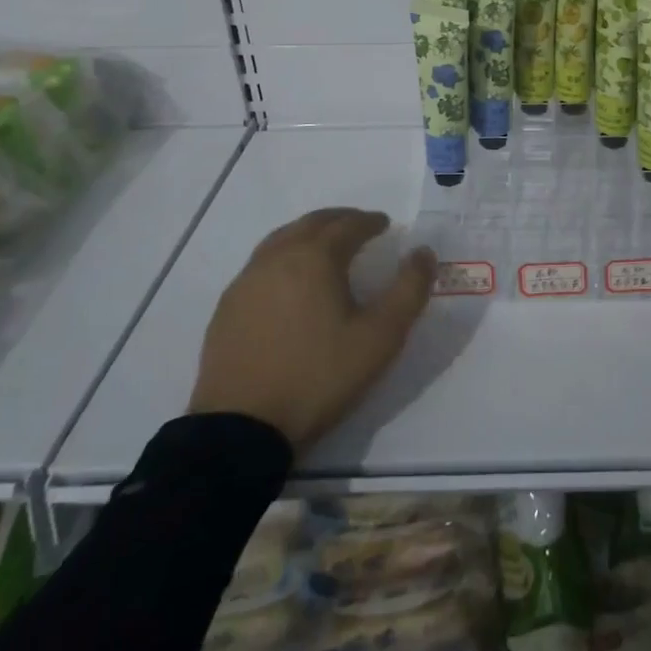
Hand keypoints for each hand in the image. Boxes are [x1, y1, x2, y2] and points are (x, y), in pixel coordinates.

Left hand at [188, 208, 433, 449]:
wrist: (241, 430)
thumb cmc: (319, 376)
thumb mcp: (381, 337)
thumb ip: (409, 289)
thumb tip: (424, 252)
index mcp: (315, 258)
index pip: (347, 225)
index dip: (370, 222)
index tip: (385, 225)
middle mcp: (277, 258)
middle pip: (311, 223)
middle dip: (339, 220)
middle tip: (359, 227)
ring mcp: (246, 282)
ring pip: (282, 239)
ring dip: (308, 234)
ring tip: (325, 247)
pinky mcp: (227, 308)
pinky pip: (261, 265)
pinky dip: (284, 257)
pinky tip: (289, 281)